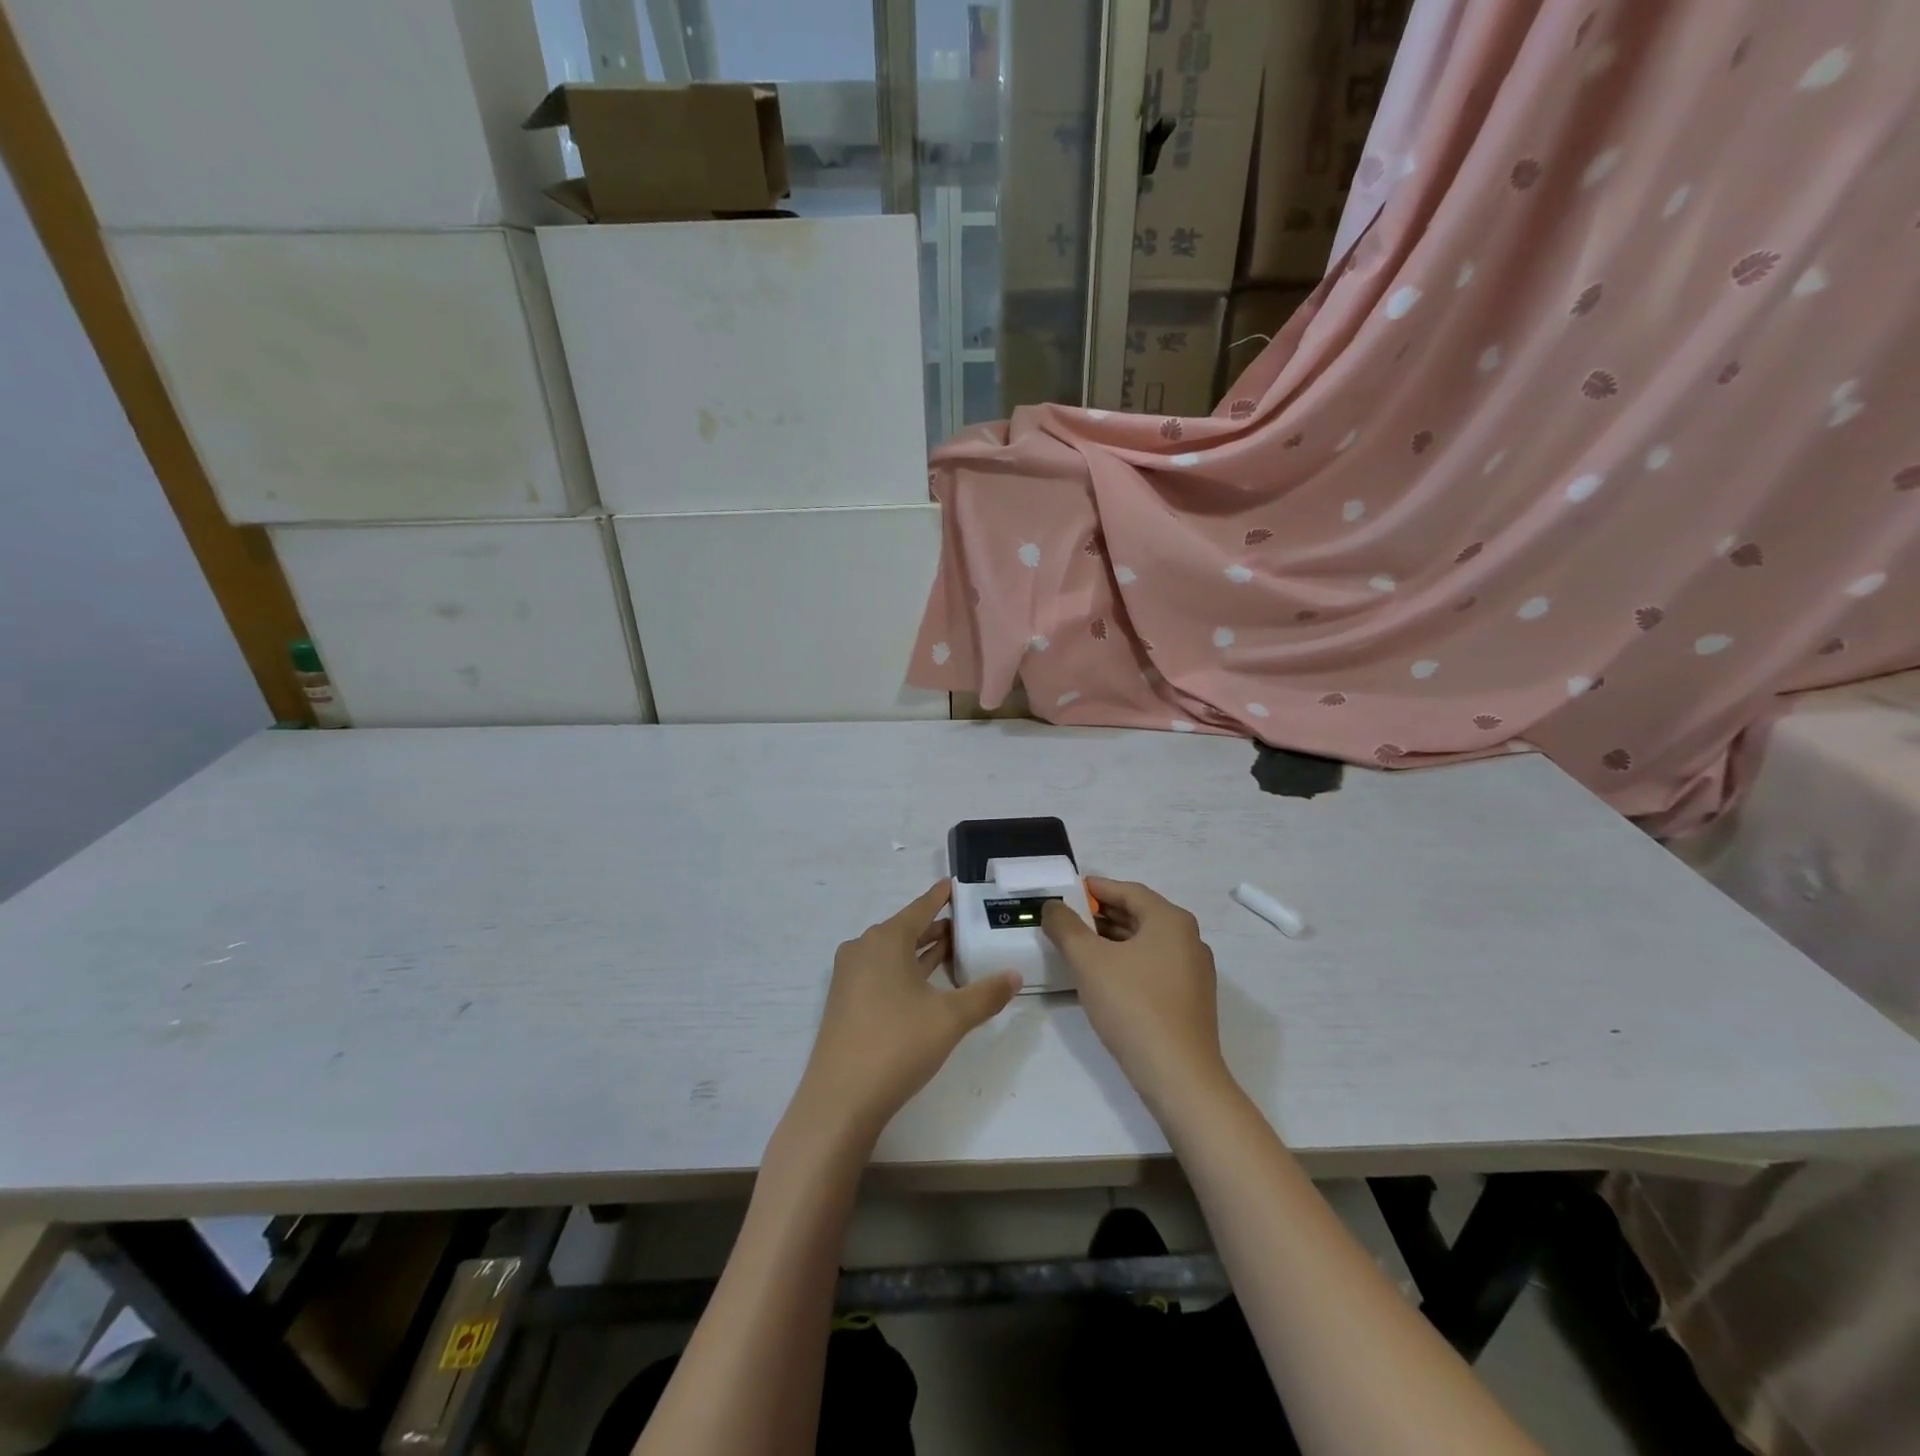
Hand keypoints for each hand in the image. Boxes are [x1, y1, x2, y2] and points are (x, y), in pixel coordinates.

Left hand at [795, 882, 1021, 1140]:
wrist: (840, 1100)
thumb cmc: (897, 1045)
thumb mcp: (950, 1018)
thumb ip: (985, 994)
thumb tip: (1014, 975)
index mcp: (885, 940)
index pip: (919, 909)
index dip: (939, 897)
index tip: (954, 884)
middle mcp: (863, 949)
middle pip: (905, 930)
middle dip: (935, 927)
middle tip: (966, 925)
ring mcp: (850, 977)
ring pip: (893, 953)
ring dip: (922, 952)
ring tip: (954, 951)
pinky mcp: (846, 1002)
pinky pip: (882, 973)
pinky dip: (906, 971)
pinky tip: (927, 985)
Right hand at [1042, 878, 1226, 1111]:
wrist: (1179, 1076)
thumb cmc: (1133, 1006)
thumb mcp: (1088, 961)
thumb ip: (1066, 927)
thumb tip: (1052, 906)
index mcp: (1171, 920)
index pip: (1129, 891)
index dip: (1097, 888)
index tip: (1068, 891)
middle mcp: (1189, 939)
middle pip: (1140, 915)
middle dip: (1102, 914)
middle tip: (1067, 918)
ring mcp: (1193, 971)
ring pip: (1146, 943)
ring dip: (1112, 940)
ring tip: (1078, 946)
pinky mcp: (1190, 1000)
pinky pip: (1154, 967)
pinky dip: (1127, 962)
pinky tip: (1102, 977)